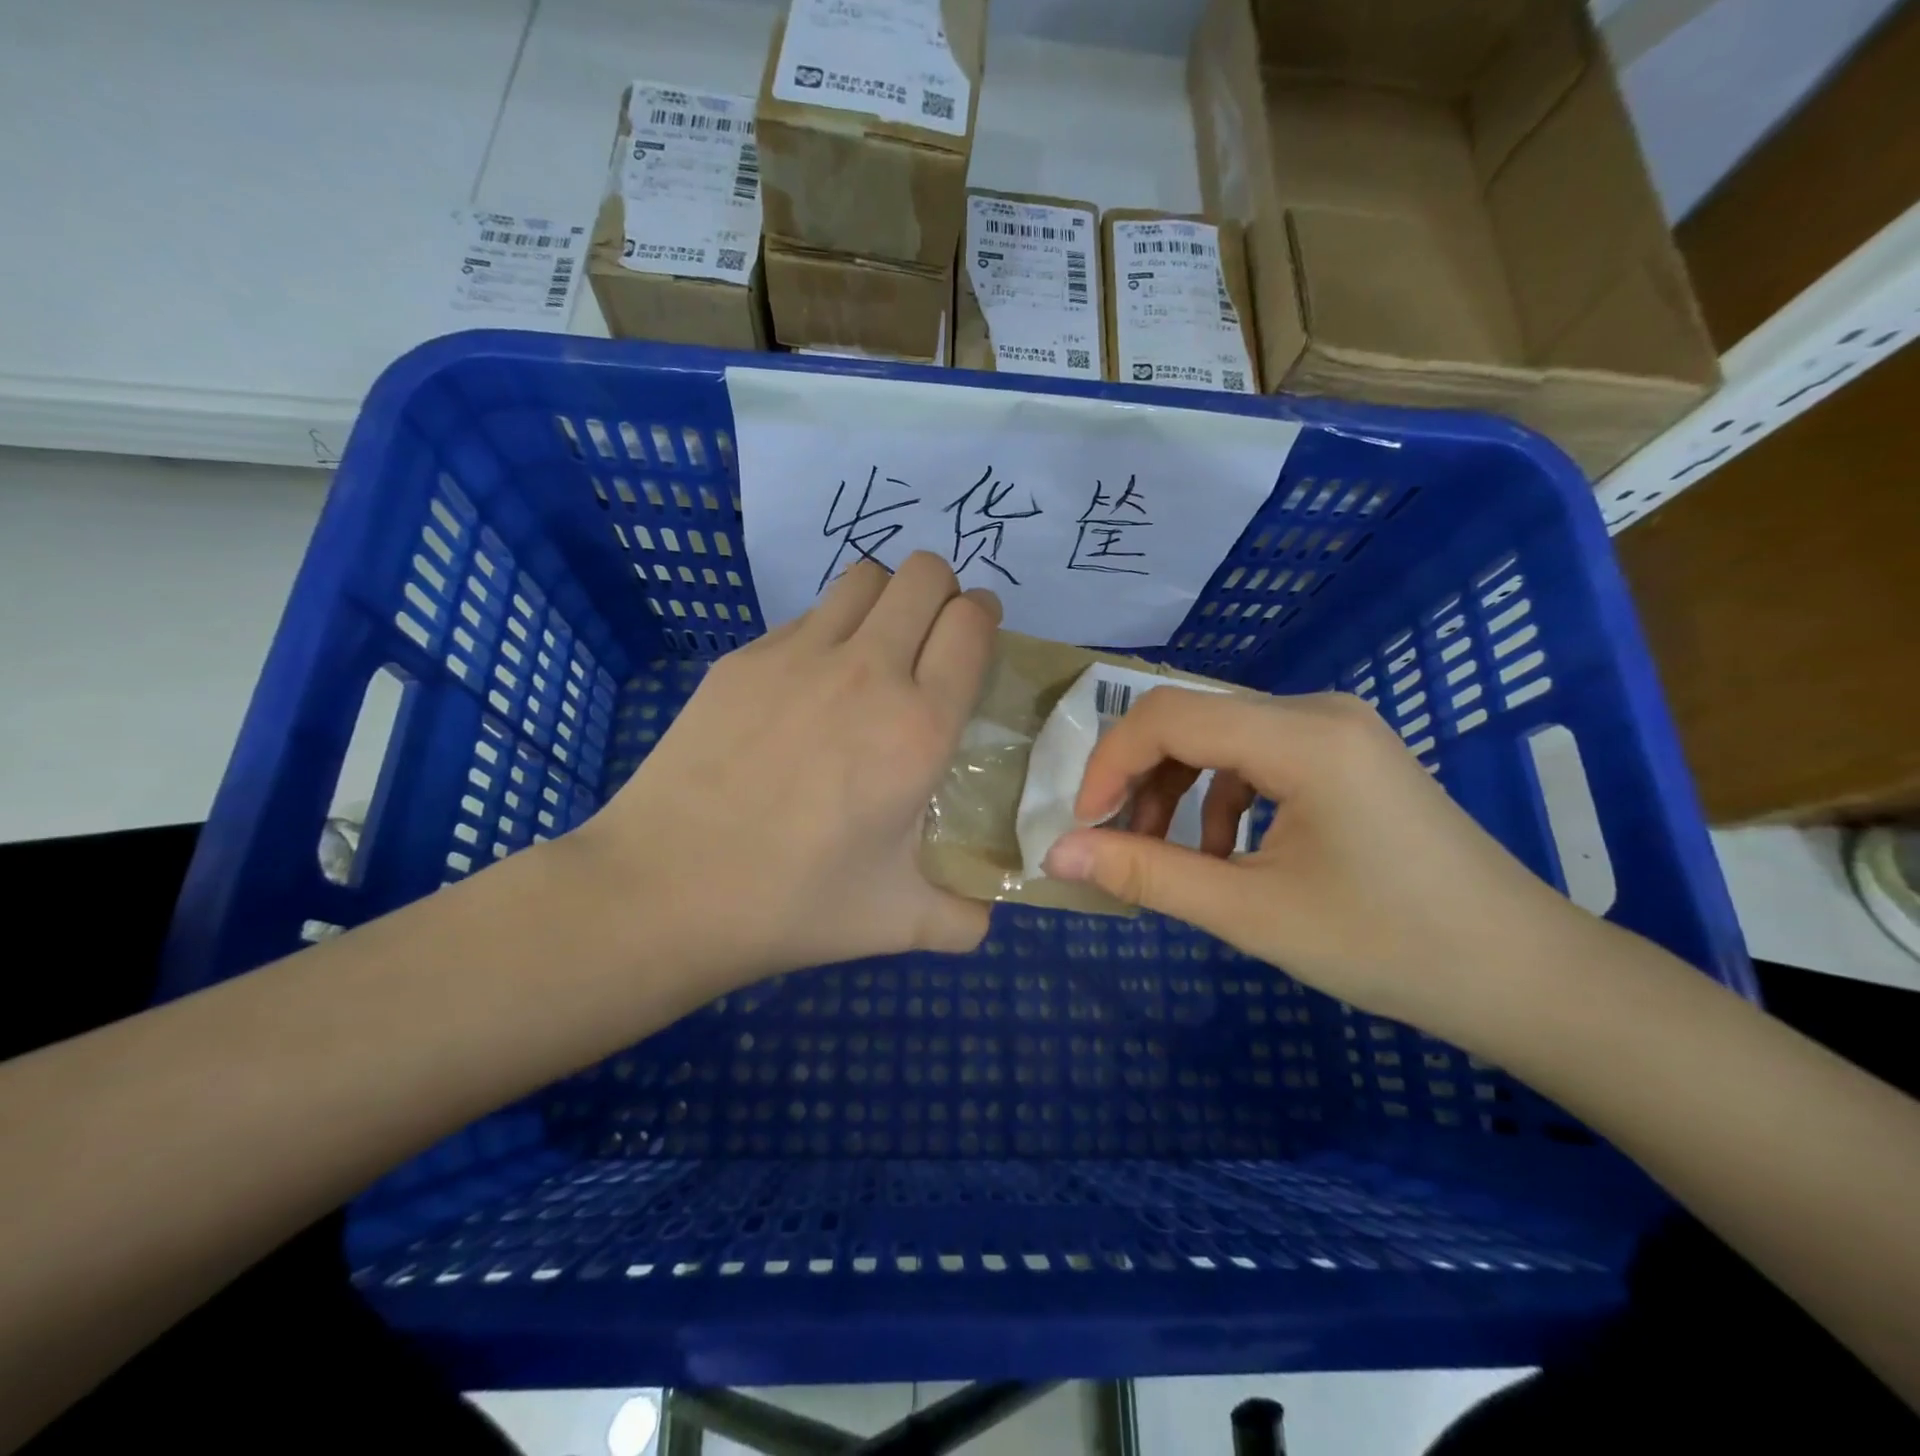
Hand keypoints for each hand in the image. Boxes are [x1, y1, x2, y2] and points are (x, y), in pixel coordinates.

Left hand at [574, 553, 1000, 993]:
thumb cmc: (792, 903)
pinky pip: (806, 616)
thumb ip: (962, 918)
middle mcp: (867, 672)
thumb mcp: (898, 922)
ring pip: (865, 577)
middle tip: (934, 637)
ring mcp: (798, 656)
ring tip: (879, 647)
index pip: (972, 623)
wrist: (664, 890)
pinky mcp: (743, 659)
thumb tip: (985, 918)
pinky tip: (809, 686)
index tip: (980, 637)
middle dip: (944, 591)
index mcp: (918, 727)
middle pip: (925, 572)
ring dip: (887, 597)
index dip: (985, 618)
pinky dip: (829, 630)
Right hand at [1040, 688, 1591, 1040]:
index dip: (1110, 762)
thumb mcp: (1250, 912)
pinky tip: (1228, 852)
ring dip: (1179, 790)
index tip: (1084, 823)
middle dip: (1142, 778)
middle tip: (1117, 842)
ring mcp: (1339, 728)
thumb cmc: (1389, 945)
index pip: (1169, 715)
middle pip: (1193, 720)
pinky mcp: (1349, 754)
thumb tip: (1056, 855)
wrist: (1524, 976)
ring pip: (1222, 738)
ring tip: (1170, 855)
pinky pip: (1259, 756)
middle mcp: (1318, 711)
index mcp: (1302, 736)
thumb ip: (1146, 874)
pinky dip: (1223, 797)